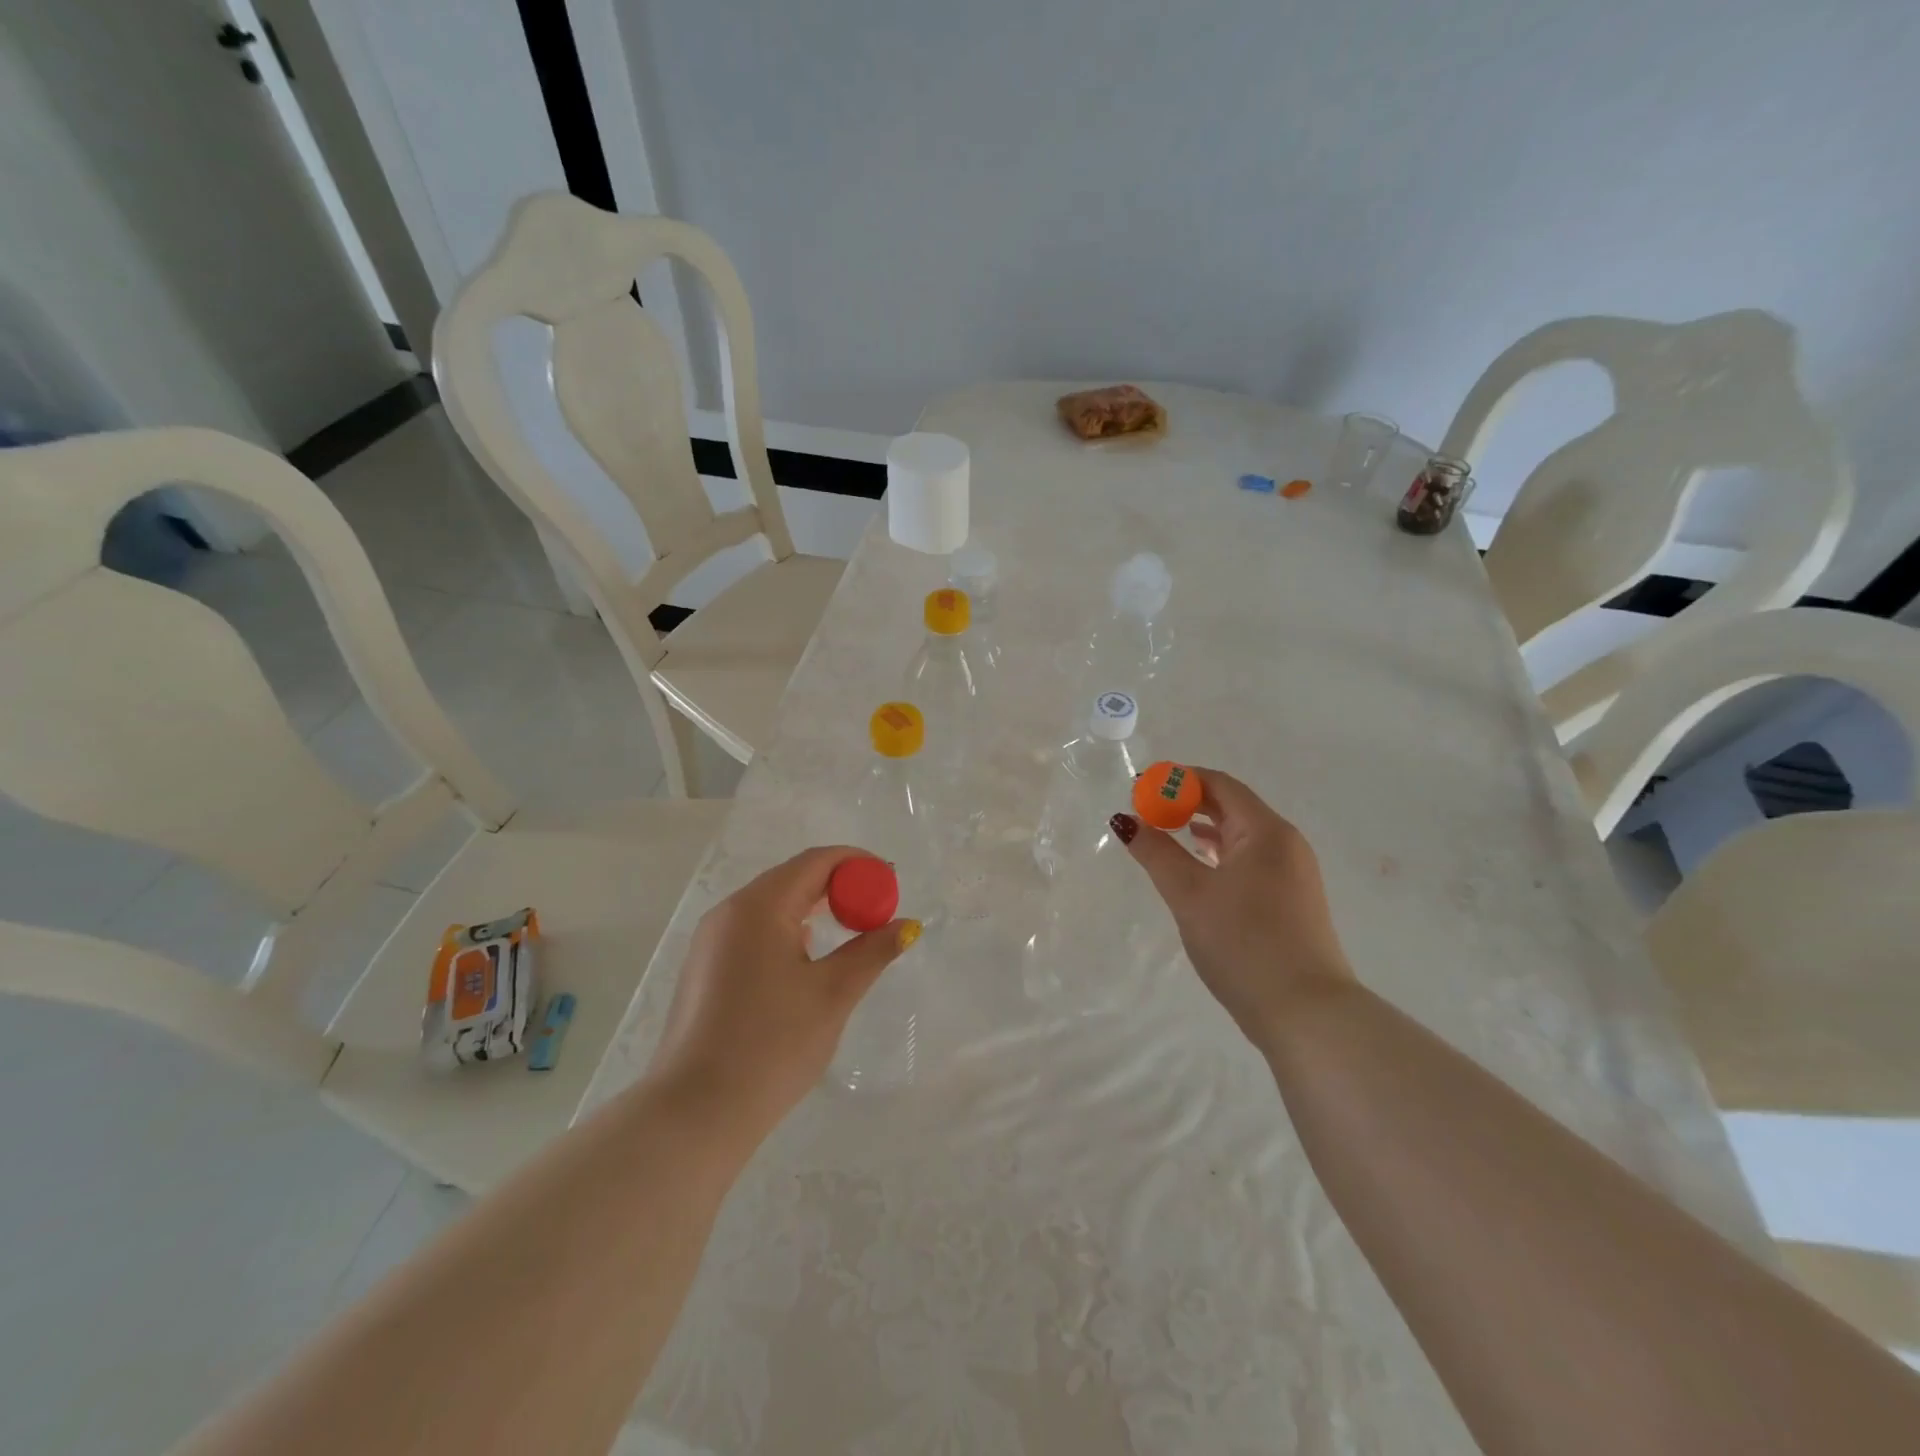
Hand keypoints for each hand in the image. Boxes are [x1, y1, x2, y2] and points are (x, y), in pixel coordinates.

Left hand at [646, 846, 918, 1136]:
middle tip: (876, 911)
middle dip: (838, 887)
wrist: (695, 1113)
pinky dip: (788, 931)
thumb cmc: (772, 1045)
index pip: (816, 862)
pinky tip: (806, 961)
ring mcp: (711, 940)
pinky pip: (754, 930)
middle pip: (792, 878)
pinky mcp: (704, 968)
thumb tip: (906, 925)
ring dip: (813, 909)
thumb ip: (872, 951)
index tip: (891, 883)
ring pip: (772, 905)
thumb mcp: (832, 994)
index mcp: (759, 906)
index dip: (858, 865)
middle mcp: (729, 911)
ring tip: (849, 934)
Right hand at [1112, 768, 1352, 1046]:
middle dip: (1188, 802)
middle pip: (1233, 806)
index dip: (1179, 780)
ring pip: (1241, 836)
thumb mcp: (1189, 894)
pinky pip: (1250, 860)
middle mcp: (1286, 844)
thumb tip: (1125, 820)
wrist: (1305, 1012)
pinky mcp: (1291, 901)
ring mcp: (1293, 874)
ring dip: (1203, 829)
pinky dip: (1219, 854)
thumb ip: (1156, 852)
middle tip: (1147, 810)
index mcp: (1266, 832)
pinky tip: (1198, 868)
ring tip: (1165, 834)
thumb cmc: (1243, 942)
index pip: (1220, 785)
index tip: (1142, 787)